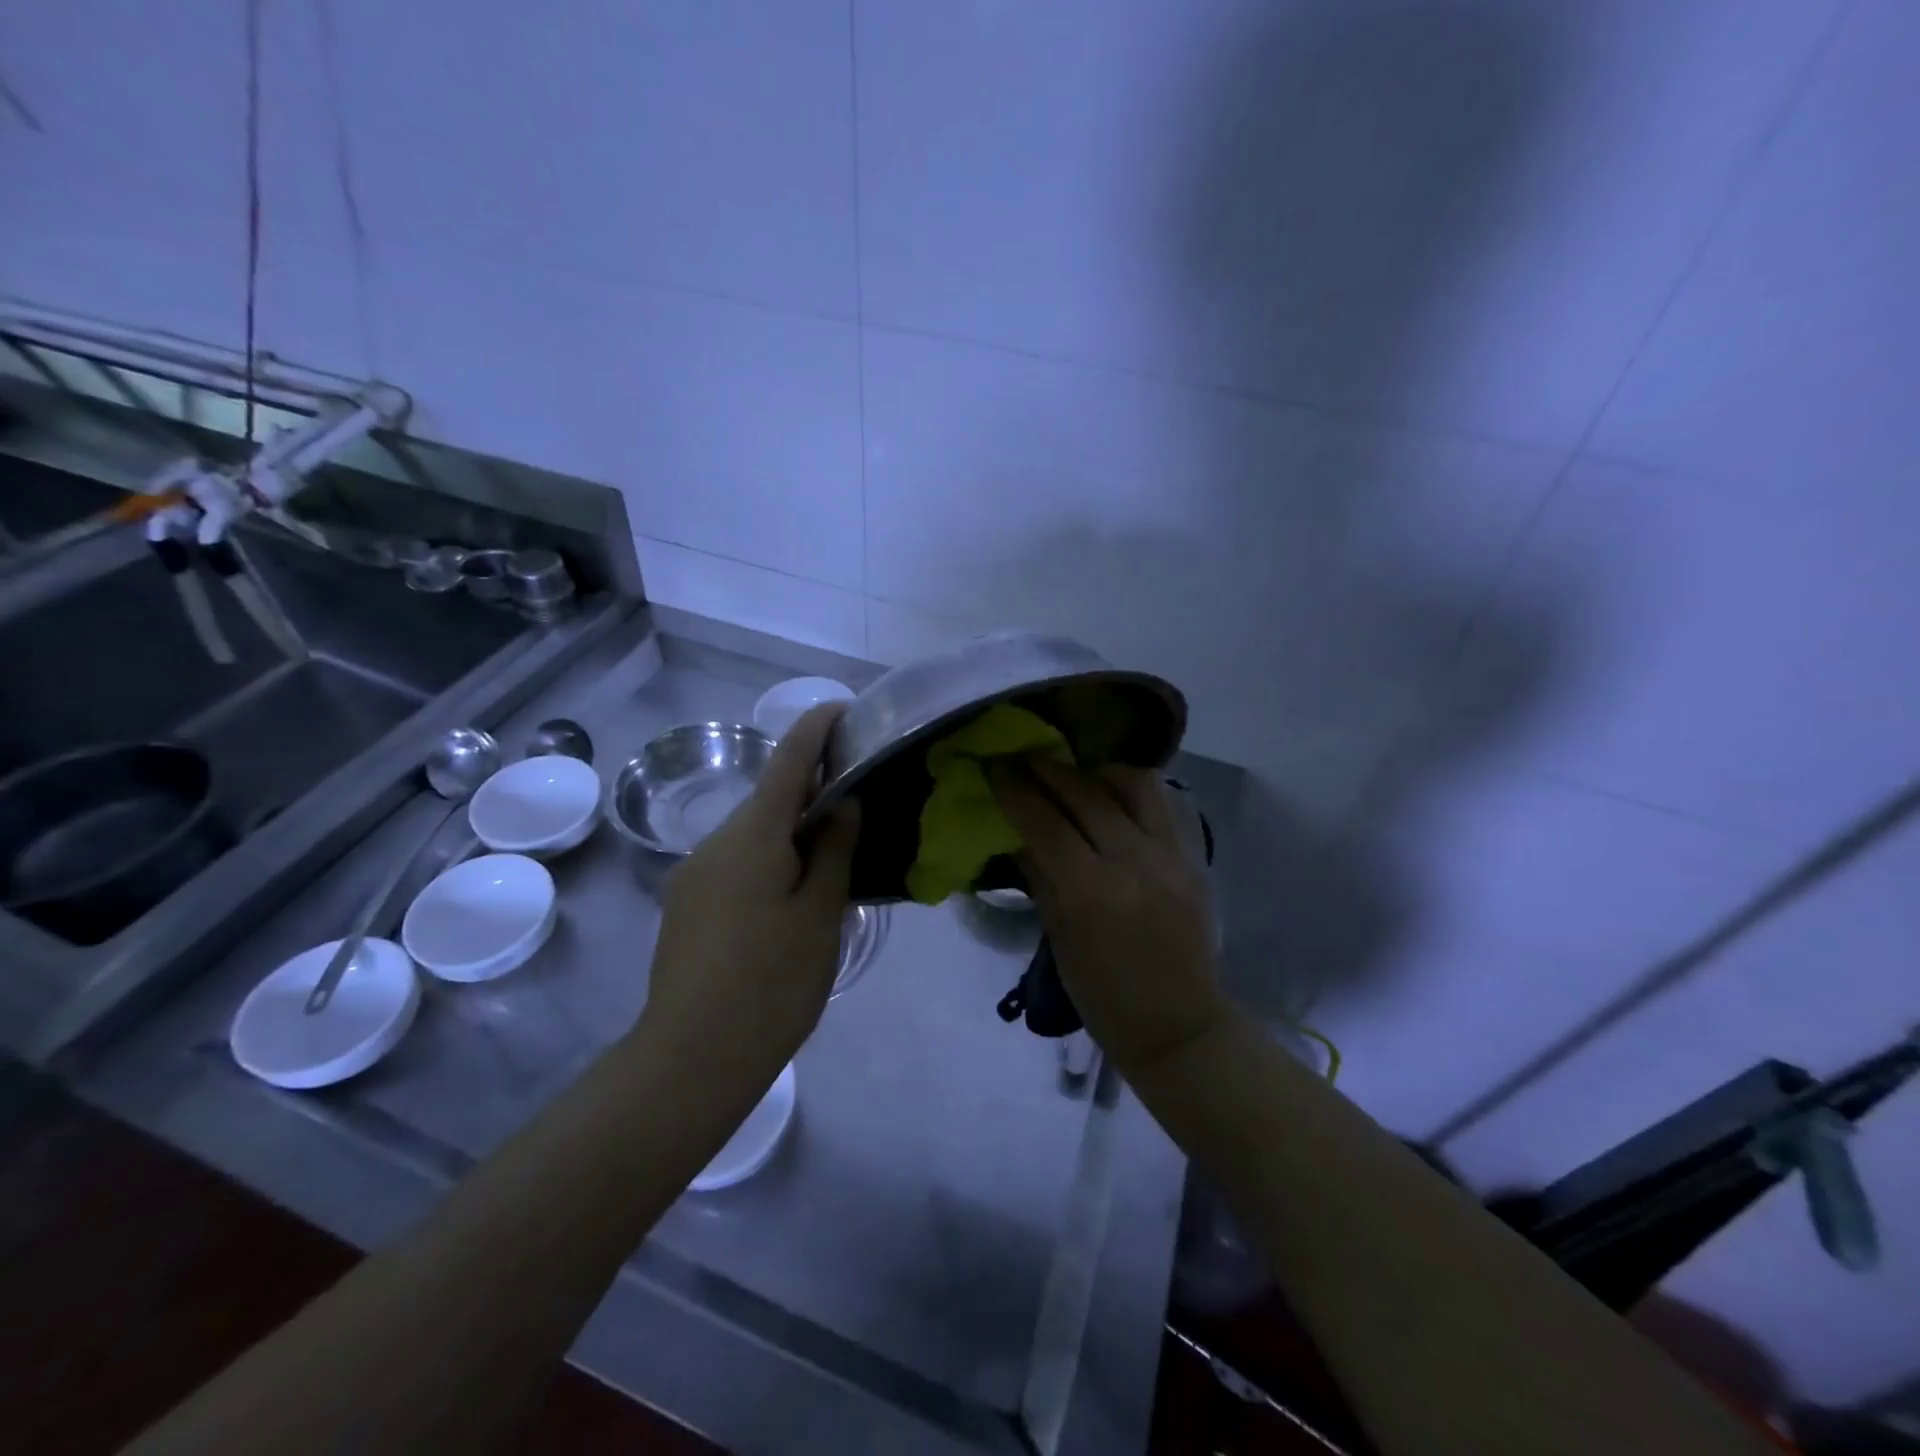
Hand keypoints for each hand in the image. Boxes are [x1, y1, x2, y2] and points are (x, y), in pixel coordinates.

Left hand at [643, 703, 859, 1066]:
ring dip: (791, 831)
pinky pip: (737, 863)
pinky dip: (770, 859)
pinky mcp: (686, 906)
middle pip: (769, 799)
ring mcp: (694, 875)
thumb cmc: (770, 984)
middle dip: (810, 788)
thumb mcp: (820, 915)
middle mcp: (715, 844)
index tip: (842, 707)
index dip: (815, 729)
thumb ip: (834, 851)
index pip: (787, 762)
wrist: (690, 1060)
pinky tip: (793, 894)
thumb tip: (841, 803)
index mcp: (751, 836)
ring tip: (834, 853)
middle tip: (858, 795)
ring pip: (753, 835)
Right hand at [989, 759, 1226, 1076]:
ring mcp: (1169, 855)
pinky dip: (1131, 788)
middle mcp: (1133, 861)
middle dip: (1046, 770)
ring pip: (1132, 783)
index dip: (1015, 790)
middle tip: (1022, 758)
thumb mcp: (1059, 940)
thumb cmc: (1104, 997)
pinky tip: (1112, 793)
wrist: (1179, 1026)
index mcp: (1091, 892)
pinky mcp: (1193, 856)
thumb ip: (1040, 879)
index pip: (1044, 822)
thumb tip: (1017, 834)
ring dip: (1095, 770)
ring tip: (1074, 773)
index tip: (994, 767)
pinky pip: (1162, 803)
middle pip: (1084, 793)